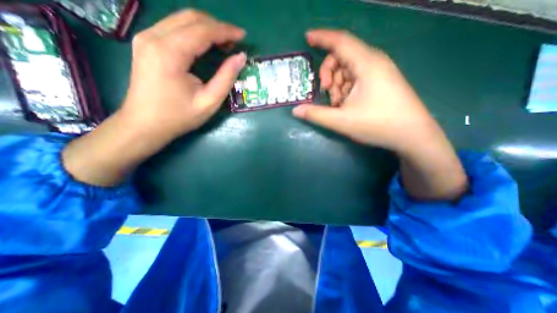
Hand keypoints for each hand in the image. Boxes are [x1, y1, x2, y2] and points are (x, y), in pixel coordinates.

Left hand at [122, 9, 245, 140]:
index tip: (243, 36)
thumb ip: (226, 77)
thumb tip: (240, 57)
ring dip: (206, 27)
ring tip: (224, 43)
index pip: (202, 30)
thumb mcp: (209, 102)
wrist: (145, 124)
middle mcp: (154, 37)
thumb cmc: (179, 117)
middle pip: (191, 18)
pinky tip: (205, 44)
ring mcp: (146, 38)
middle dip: (217, 26)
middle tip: (234, 41)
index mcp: (170, 53)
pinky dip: (194, 32)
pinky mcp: (146, 43)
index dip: (226, 31)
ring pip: (181, 20)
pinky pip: (174, 27)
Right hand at [296, 29, 469, 199]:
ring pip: (348, 69)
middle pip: (342, 56)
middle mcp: (374, 63)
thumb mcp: (342, 121)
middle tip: (326, 91)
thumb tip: (296, 111)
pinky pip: (357, 78)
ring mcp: (379, 72)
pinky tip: (346, 104)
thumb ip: (316, 115)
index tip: (307, 37)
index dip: (322, 38)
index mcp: (366, 65)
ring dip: (337, 84)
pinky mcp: (381, 82)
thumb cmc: (378, 125)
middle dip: (329, 72)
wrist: (412, 135)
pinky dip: (346, 89)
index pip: (341, 42)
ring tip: (338, 104)